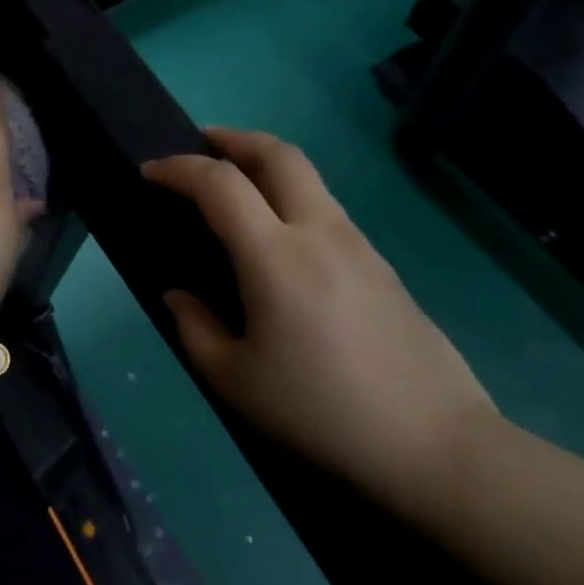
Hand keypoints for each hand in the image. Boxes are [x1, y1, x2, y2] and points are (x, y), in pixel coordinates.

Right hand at [143, 129, 495, 518]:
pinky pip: (326, 208)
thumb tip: (179, 295)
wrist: (433, 445)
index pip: (219, 184)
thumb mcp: (234, 379)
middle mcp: (319, 233)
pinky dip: (290, 196)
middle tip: (200, 145)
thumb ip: (195, 327)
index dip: (178, 169)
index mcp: (275, 256)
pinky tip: (277, 236)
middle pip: (277, 154)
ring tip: (234, 187)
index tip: (150, 172)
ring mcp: (358, 245)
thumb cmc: (320, 411)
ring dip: (264, 164)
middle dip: (233, 138)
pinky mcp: (381, 265)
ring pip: (308, 177)